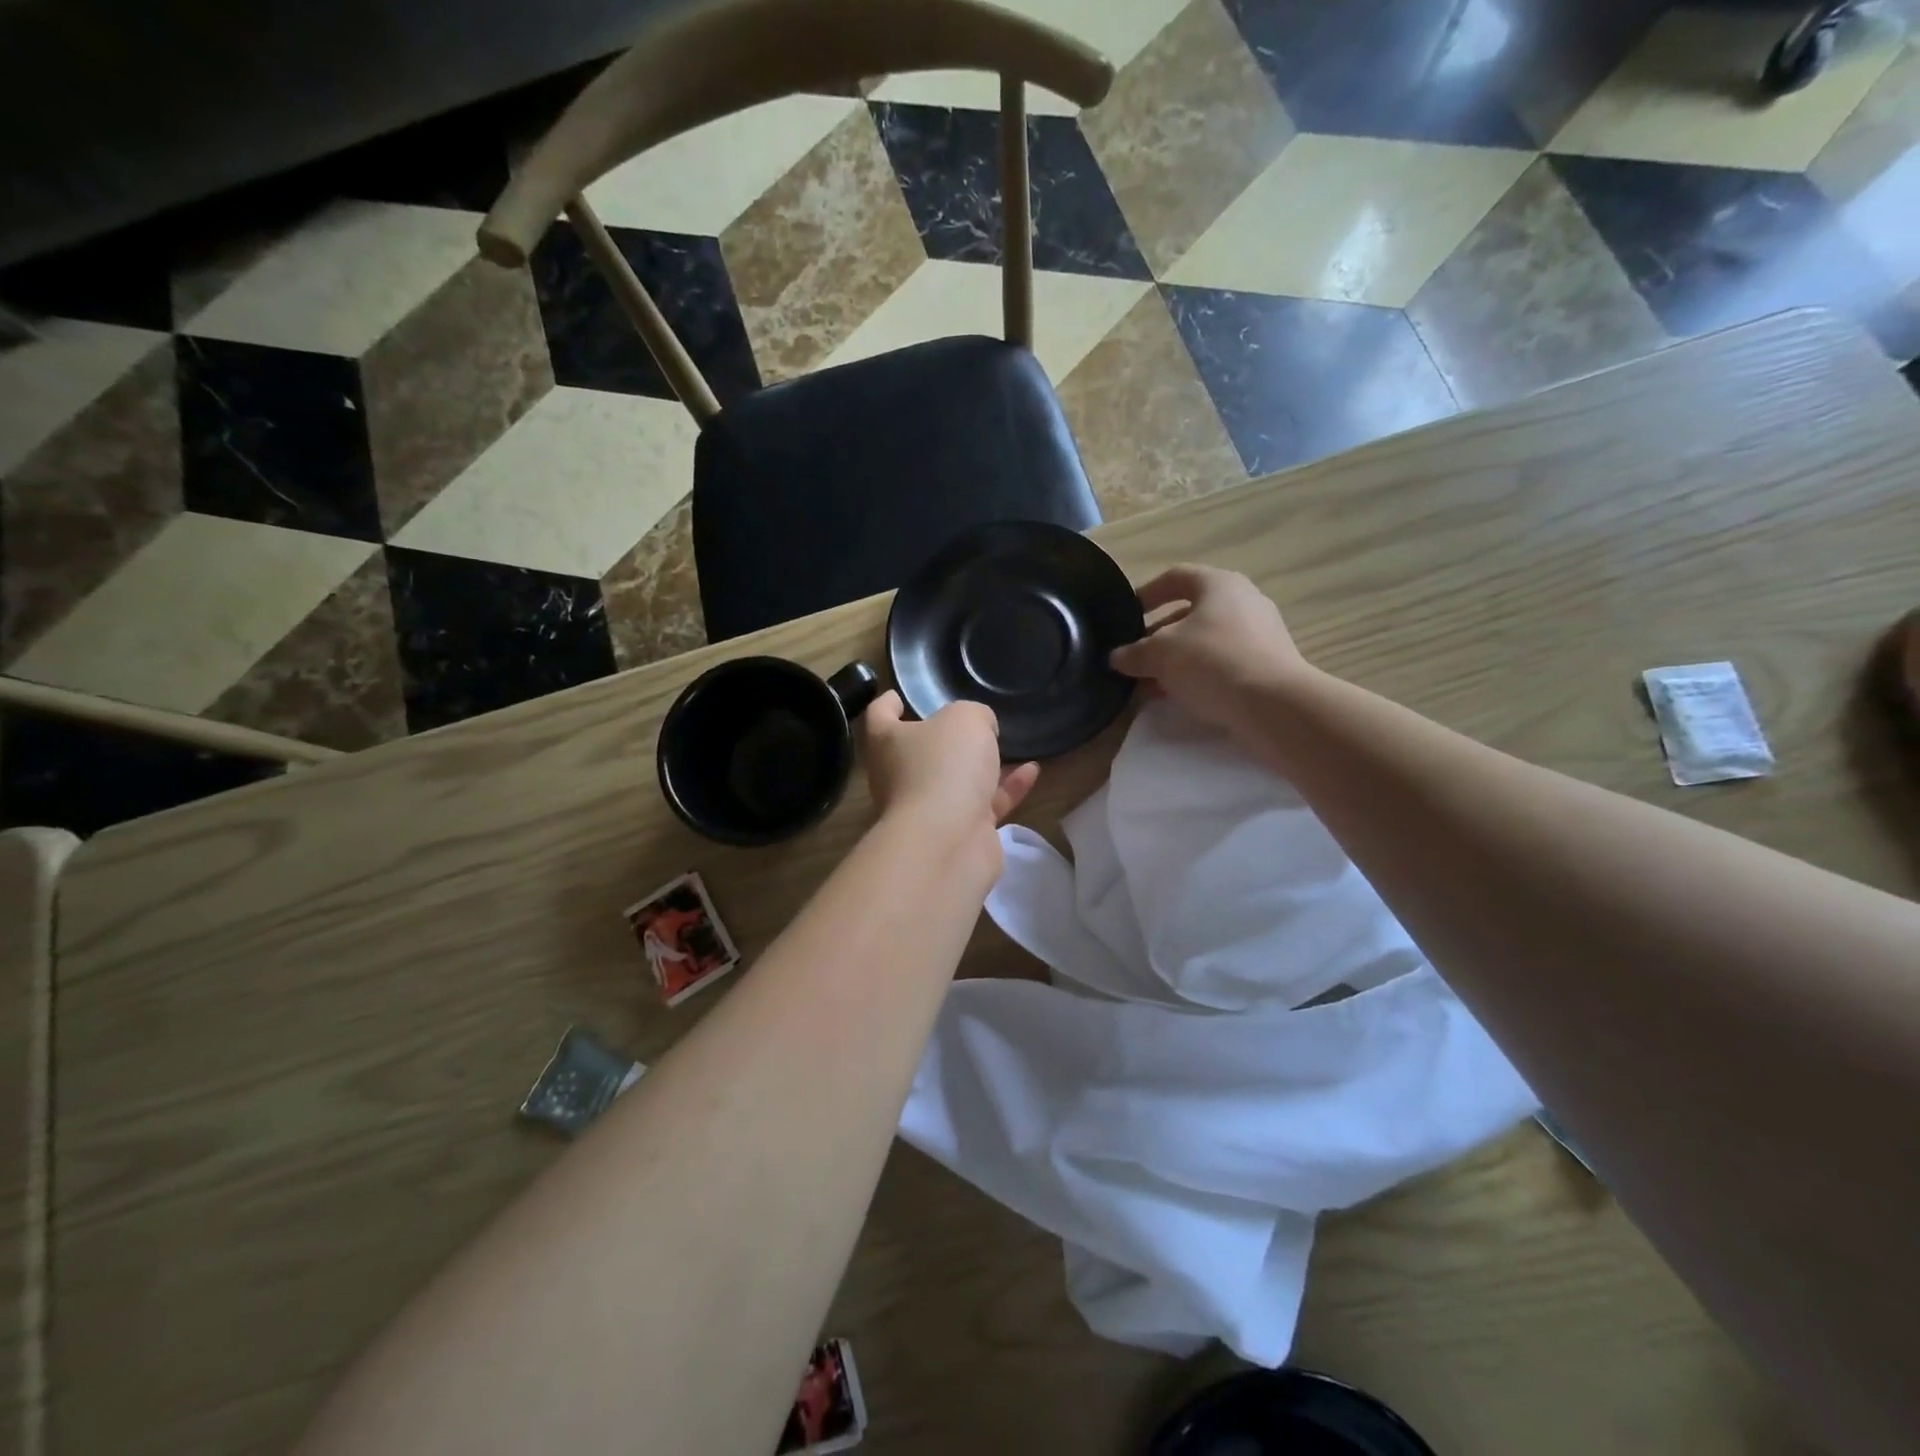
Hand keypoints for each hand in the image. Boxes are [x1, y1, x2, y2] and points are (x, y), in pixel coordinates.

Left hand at [859, 691, 1039, 860]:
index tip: (899, 696)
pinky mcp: (959, 833)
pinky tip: (1032, 771)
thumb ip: (974, 715)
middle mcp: (900, 776)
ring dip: (981, 765)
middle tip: (969, 722)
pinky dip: (1007, 788)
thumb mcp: (965, 719)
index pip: (879, 715)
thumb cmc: (944, 766)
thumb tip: (980, 728)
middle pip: (918, 751)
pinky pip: (985, 804)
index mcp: (888, 743)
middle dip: (943, 739)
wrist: (948, 841)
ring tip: (1009, 745)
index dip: (888, 703)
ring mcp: (928, 809)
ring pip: (955, 781)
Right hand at [1110, 565, 1312, 739]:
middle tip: (1134, 659)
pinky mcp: (1267, 665)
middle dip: (1156, 637)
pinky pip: (1222, 663)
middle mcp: (1244, 601)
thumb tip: (1116, 657)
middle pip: (1190, 613)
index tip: (1127, 615)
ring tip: (1149, 685)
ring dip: (1174, 661)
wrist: (1273, 704)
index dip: (1147, 593)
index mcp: (1219, 584)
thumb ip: (1134, 653)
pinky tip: (1177, 697)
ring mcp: (1260, 634)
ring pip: (1204, 642)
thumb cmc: (1212, 661)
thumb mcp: (1160, 654)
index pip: (1176, 577)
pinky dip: (1197, 676)